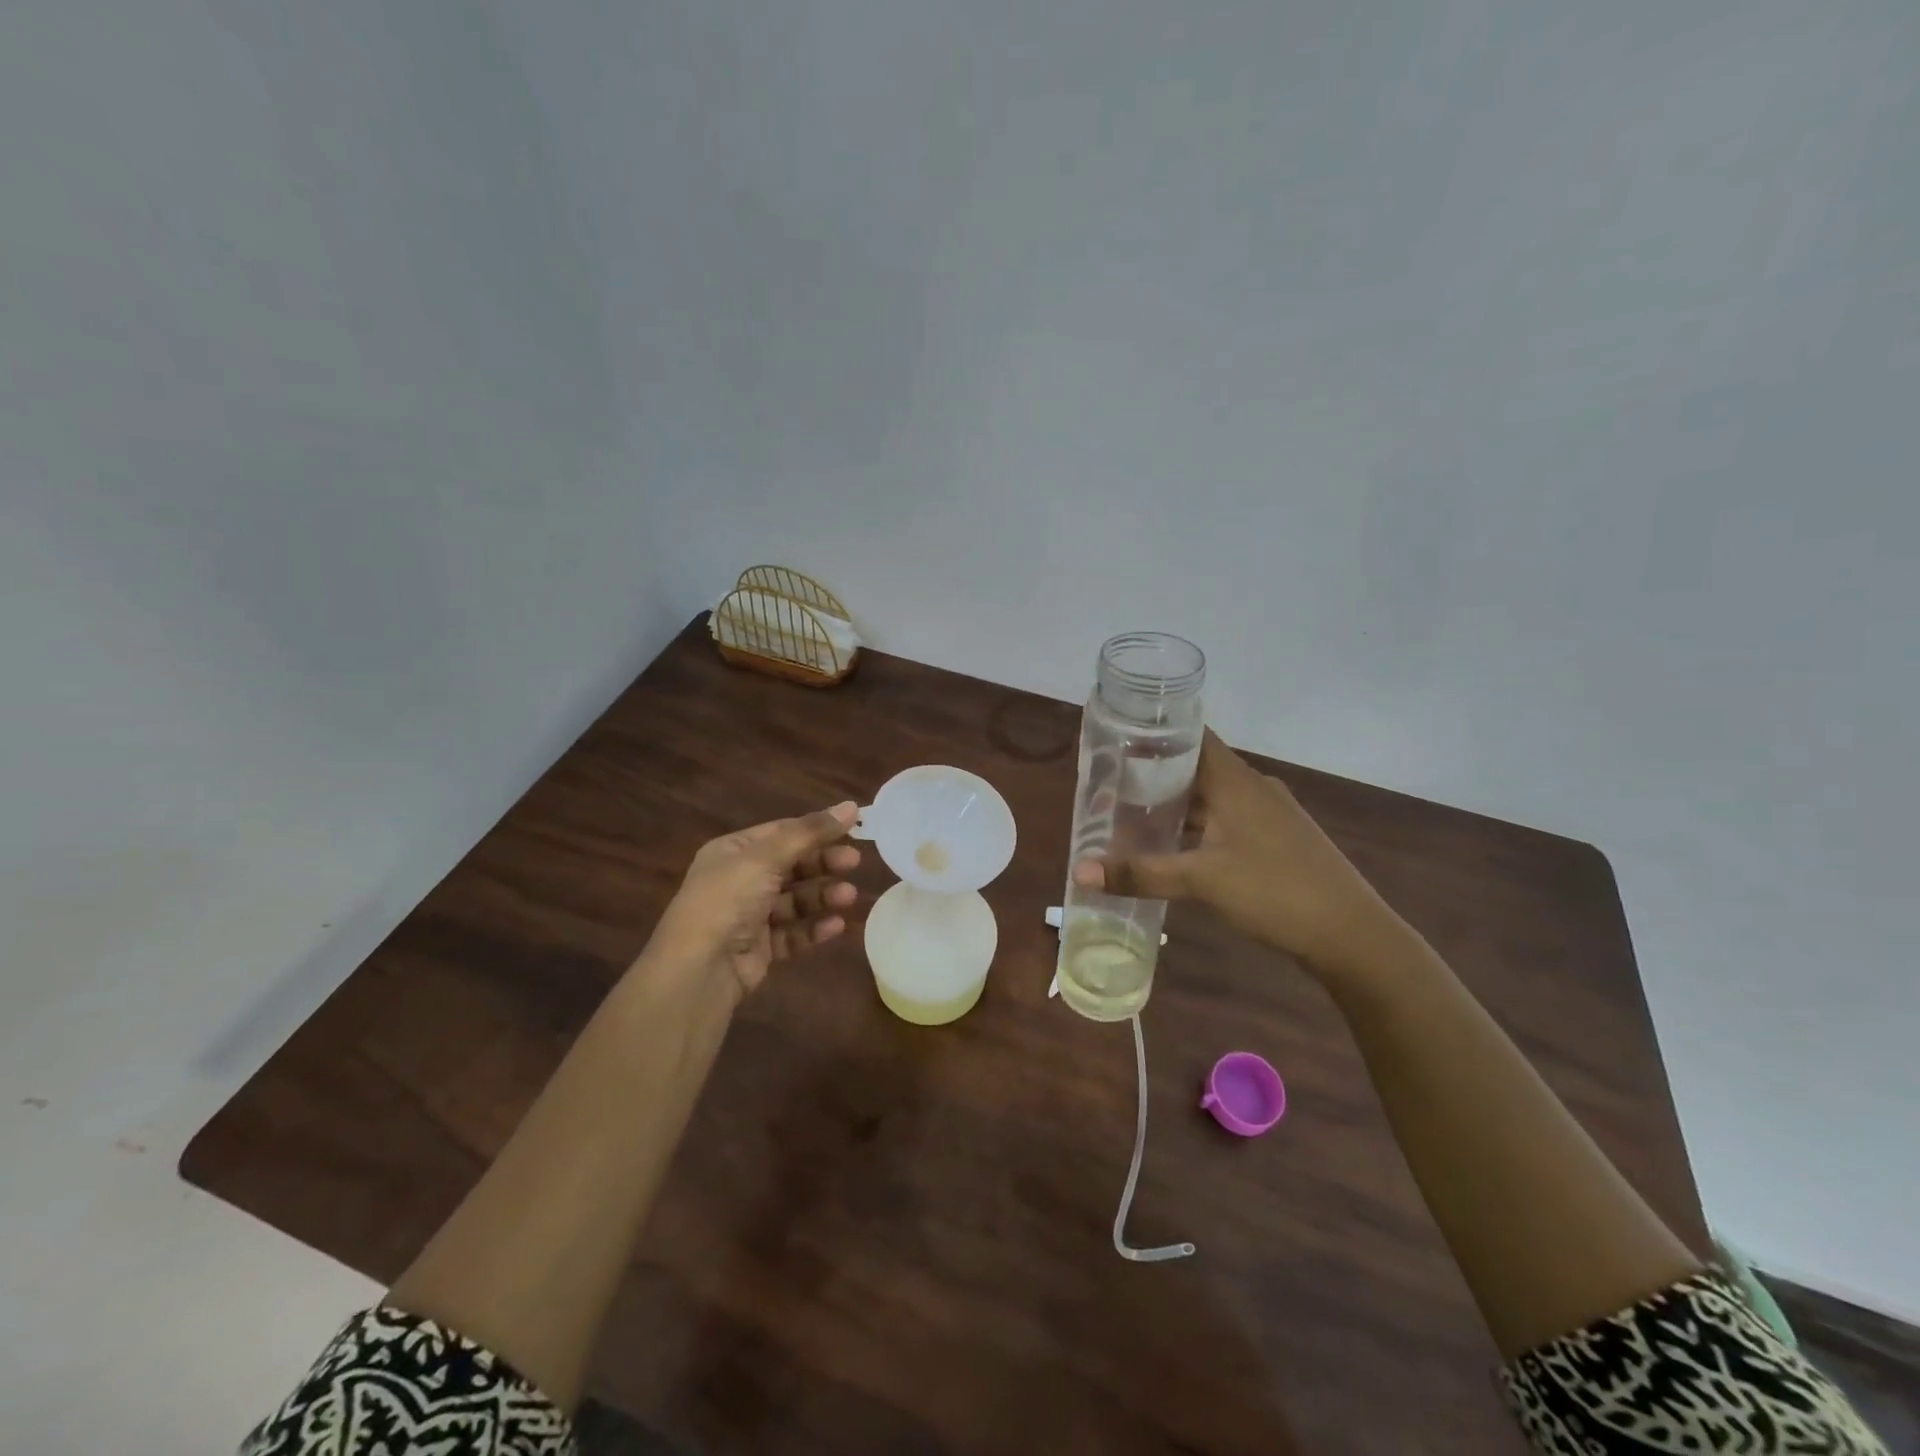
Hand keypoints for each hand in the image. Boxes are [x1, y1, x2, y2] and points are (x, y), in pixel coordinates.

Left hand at [646, 802, 862, 1002]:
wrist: (699, 970)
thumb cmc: (728, 900)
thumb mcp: (767, 857)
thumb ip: (810, 833)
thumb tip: (850, 805)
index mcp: (733, 851)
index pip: (782, 832)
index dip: (817, 829)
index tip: (853, 828)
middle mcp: (740, 880)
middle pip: (791, 865)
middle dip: (823, 863)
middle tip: (854, 862)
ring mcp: (749, 916)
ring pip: (795, 900)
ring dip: (823, 896)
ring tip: (849, 897)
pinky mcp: (760, 948)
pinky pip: (793, 933)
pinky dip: (814, 928)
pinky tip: (836, 926)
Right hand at [1073, 731, 1401, 976]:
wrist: (1352, 935)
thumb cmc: (1274, 891)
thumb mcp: (1201, 881)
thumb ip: (1141, 873)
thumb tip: (1080, 872)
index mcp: (1236, 781)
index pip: (1193, 736)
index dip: (1157, 732)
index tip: (1118, 737)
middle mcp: (1254, 788)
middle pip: (1198, 767)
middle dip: (1156, 773)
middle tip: (1113, 783)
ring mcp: (1271, 814)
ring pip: (1214, 798)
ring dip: (1179, 804)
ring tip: (1135, 814)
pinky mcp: (1279, 839)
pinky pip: (1229, 820)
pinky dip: (1200, 826)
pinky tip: (1178, 847)